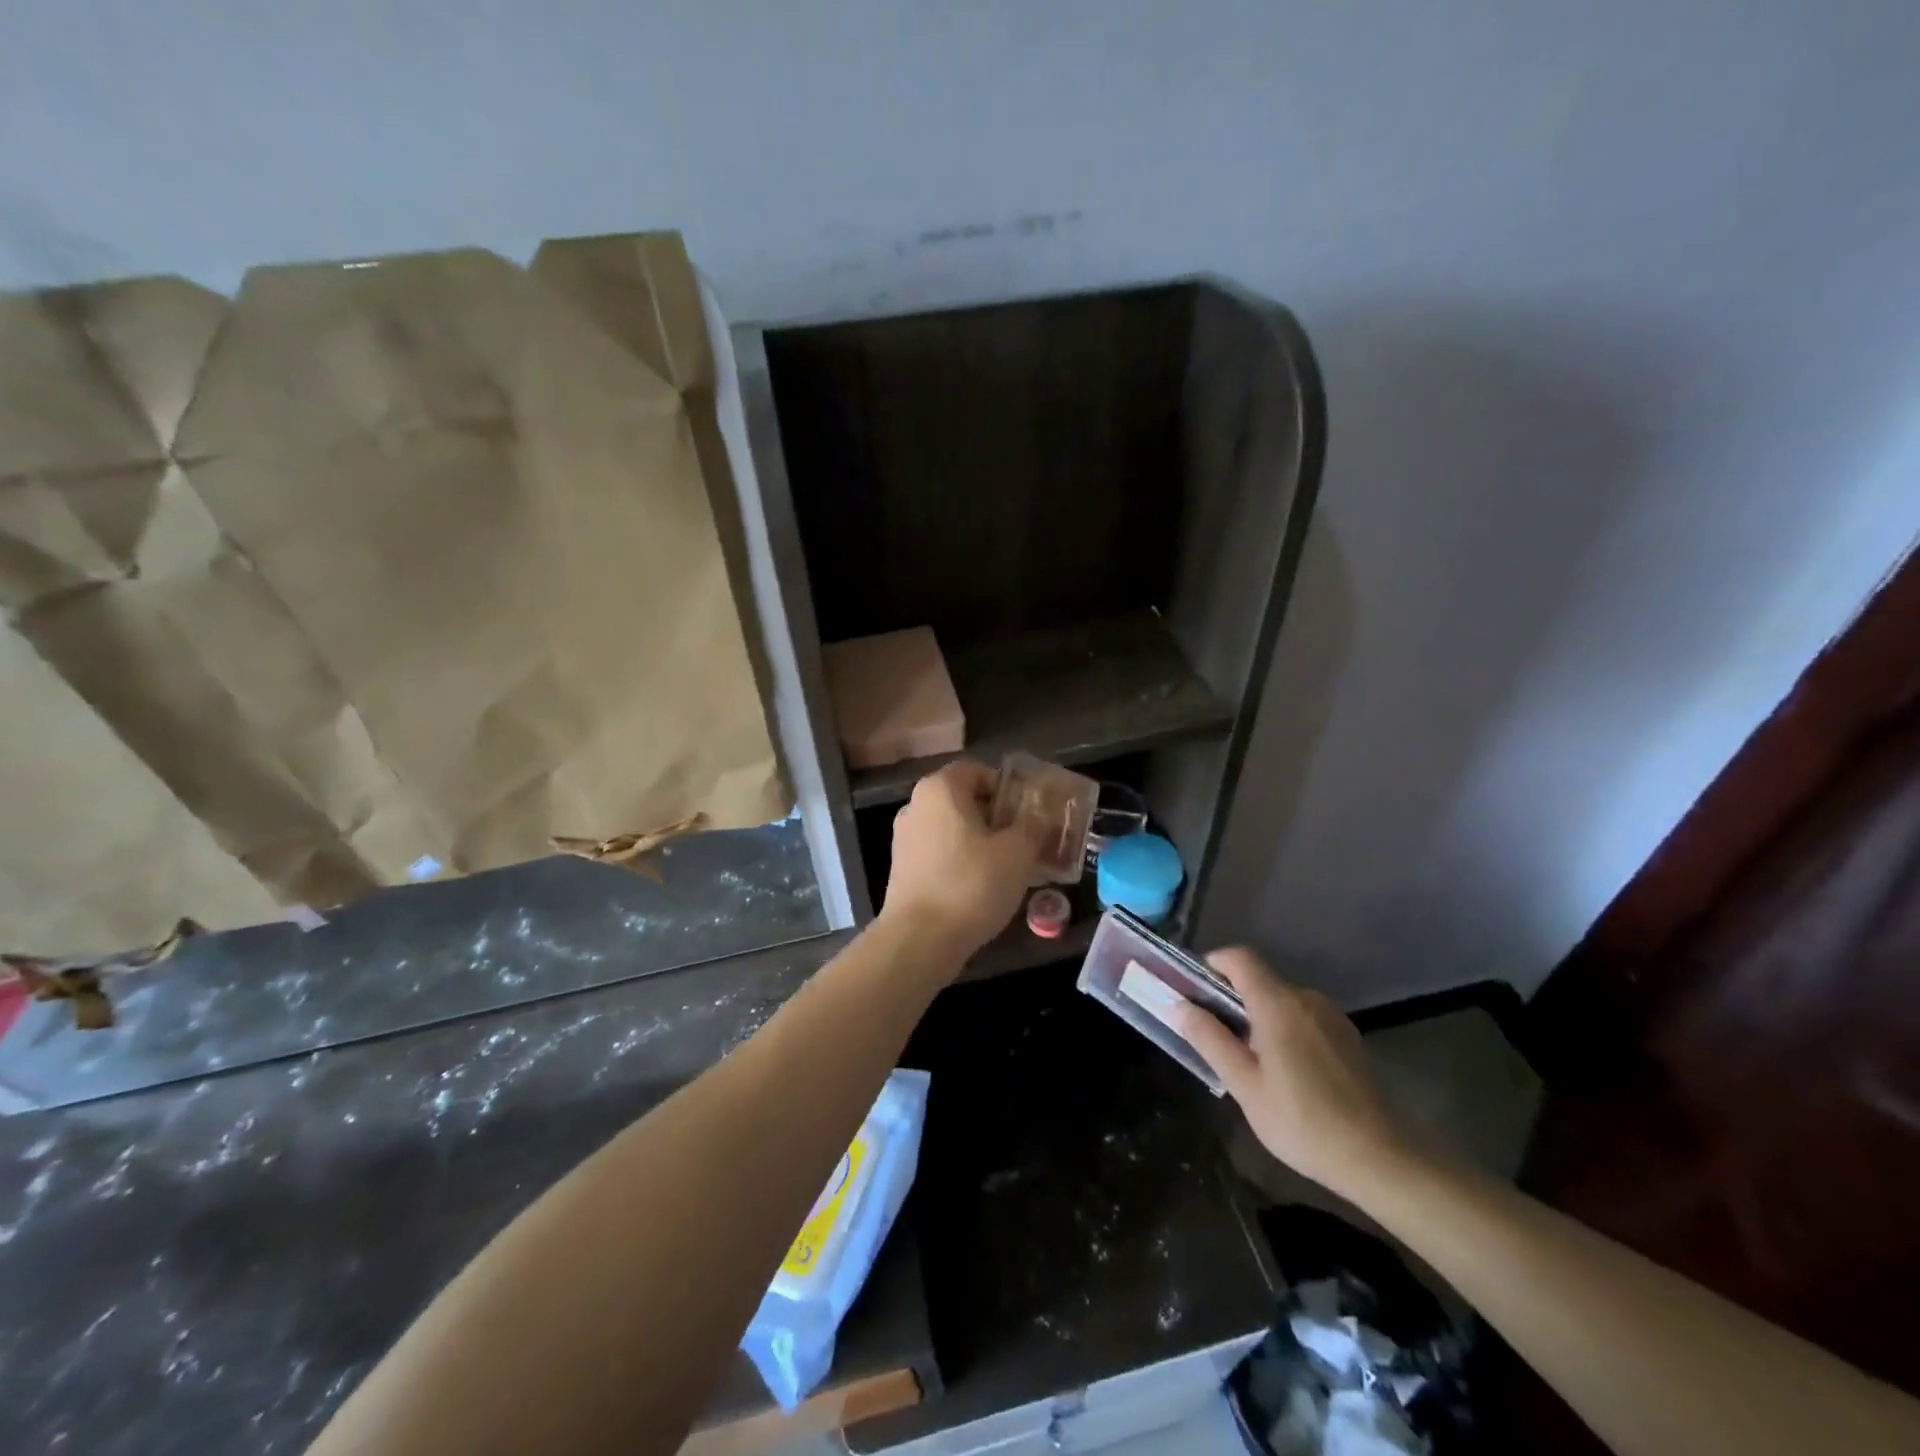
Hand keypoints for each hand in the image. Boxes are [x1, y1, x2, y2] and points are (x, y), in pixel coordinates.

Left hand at [879, 760, 1039, 964]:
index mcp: (940, 788)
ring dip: (981, 842)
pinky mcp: (901, 870)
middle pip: (964, 800)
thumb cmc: (972, 883)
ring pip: (952, 830)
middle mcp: (916, 806)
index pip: (978, 771)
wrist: (920, 940)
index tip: (1029, 812)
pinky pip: (940, 854)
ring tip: (1009, 867)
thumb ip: (1032, 827)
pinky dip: (962, 862)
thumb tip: (1038, 819)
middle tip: (1026, 840)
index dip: (1007, 787)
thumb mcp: (1018, 852)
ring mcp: (904, 839)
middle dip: (997, 817)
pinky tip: (983, 887)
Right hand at [1172, 948, 1414, 1200]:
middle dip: (1231, 999)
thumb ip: (1210, 1039)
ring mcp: (1330, 1016)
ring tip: (1249, 1061)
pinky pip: (1302, 1017)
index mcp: (1278, 1004)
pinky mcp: (1346, 1036)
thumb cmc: (1303, 1121)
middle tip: (1216, 1038)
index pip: (1239, 958)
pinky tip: (1285, 1072)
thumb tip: (1179, 1005)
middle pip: (1259, 980)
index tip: (1195, 992)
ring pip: (1281, 1000)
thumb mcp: (1245, 1085)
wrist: (1380, 1158)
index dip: (1213, 965)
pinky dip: (1283, 1028)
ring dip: (1258, 1017)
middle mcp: (1306, 998)